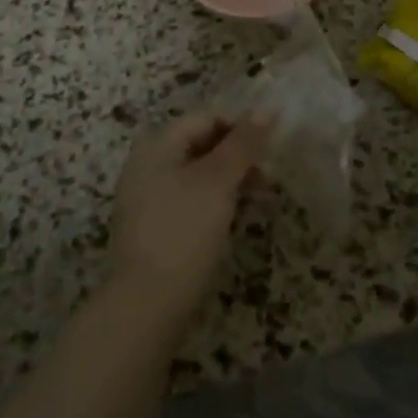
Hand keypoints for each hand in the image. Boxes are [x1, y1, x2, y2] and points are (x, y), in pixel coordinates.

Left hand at [107, 111, 270, 323]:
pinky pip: (191, 204)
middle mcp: (147, 167)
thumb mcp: (218, 181)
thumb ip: (243, 143)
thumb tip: (266, 109)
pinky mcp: (155, 232)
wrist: (146, 308)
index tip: (271, 146)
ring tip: (262, 198)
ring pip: (198, 177)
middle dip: (238, 156)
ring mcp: (148, 201)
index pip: (206, 118)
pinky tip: (239, 219)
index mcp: (157, 146)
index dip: (240, 126)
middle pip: (201, 146)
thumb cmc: (184, 231)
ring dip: (231, 182)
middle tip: (270, 176)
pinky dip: (217, 204)